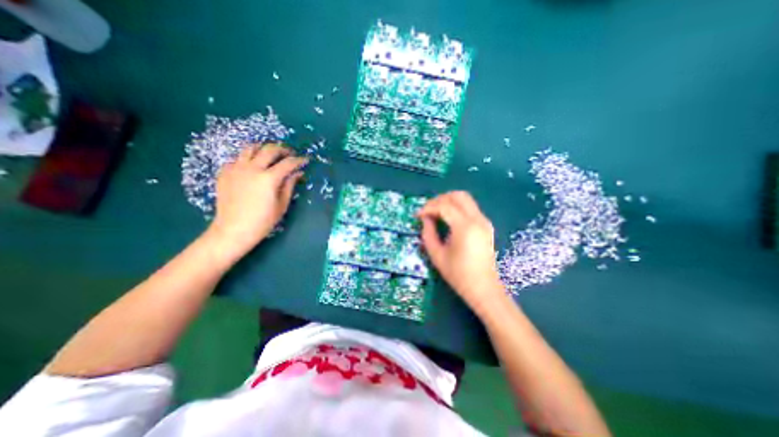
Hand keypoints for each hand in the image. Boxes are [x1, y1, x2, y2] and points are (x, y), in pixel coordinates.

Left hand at [207, 144, 306, 256]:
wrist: (233, 230)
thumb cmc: (263, 221)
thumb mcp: (282, 205)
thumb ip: (289, 185)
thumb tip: (298, 173)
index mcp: (269, 178)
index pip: (288, 163)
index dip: (299, 160)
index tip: (305, 160)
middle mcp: (252, 168)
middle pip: (269, 149)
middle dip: (283, 149)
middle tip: (289, 154)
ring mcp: (236, 169)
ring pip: (250, 148)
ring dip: (263, 148)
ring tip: (270, 154)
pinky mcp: (225, 172)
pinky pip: (237, 158)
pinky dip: (248, 158)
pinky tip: (252, 166)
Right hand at [421, 191, 505, 310]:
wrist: (484, 288)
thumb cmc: (458, 275)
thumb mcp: (437, 255)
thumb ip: (428, 233)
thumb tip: (425, 218)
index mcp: (465, 228)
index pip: (444, 206)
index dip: (429, 208)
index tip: (418, 215)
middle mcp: (477, 219)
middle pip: (458, 196)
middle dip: (439, 199)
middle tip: (427, 210)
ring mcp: (484, 221)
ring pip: (465, 199)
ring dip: (448, 201)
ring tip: (435, 213)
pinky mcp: (486, 225)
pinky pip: (470, 207)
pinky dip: (456, 207)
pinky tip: (447, 218)